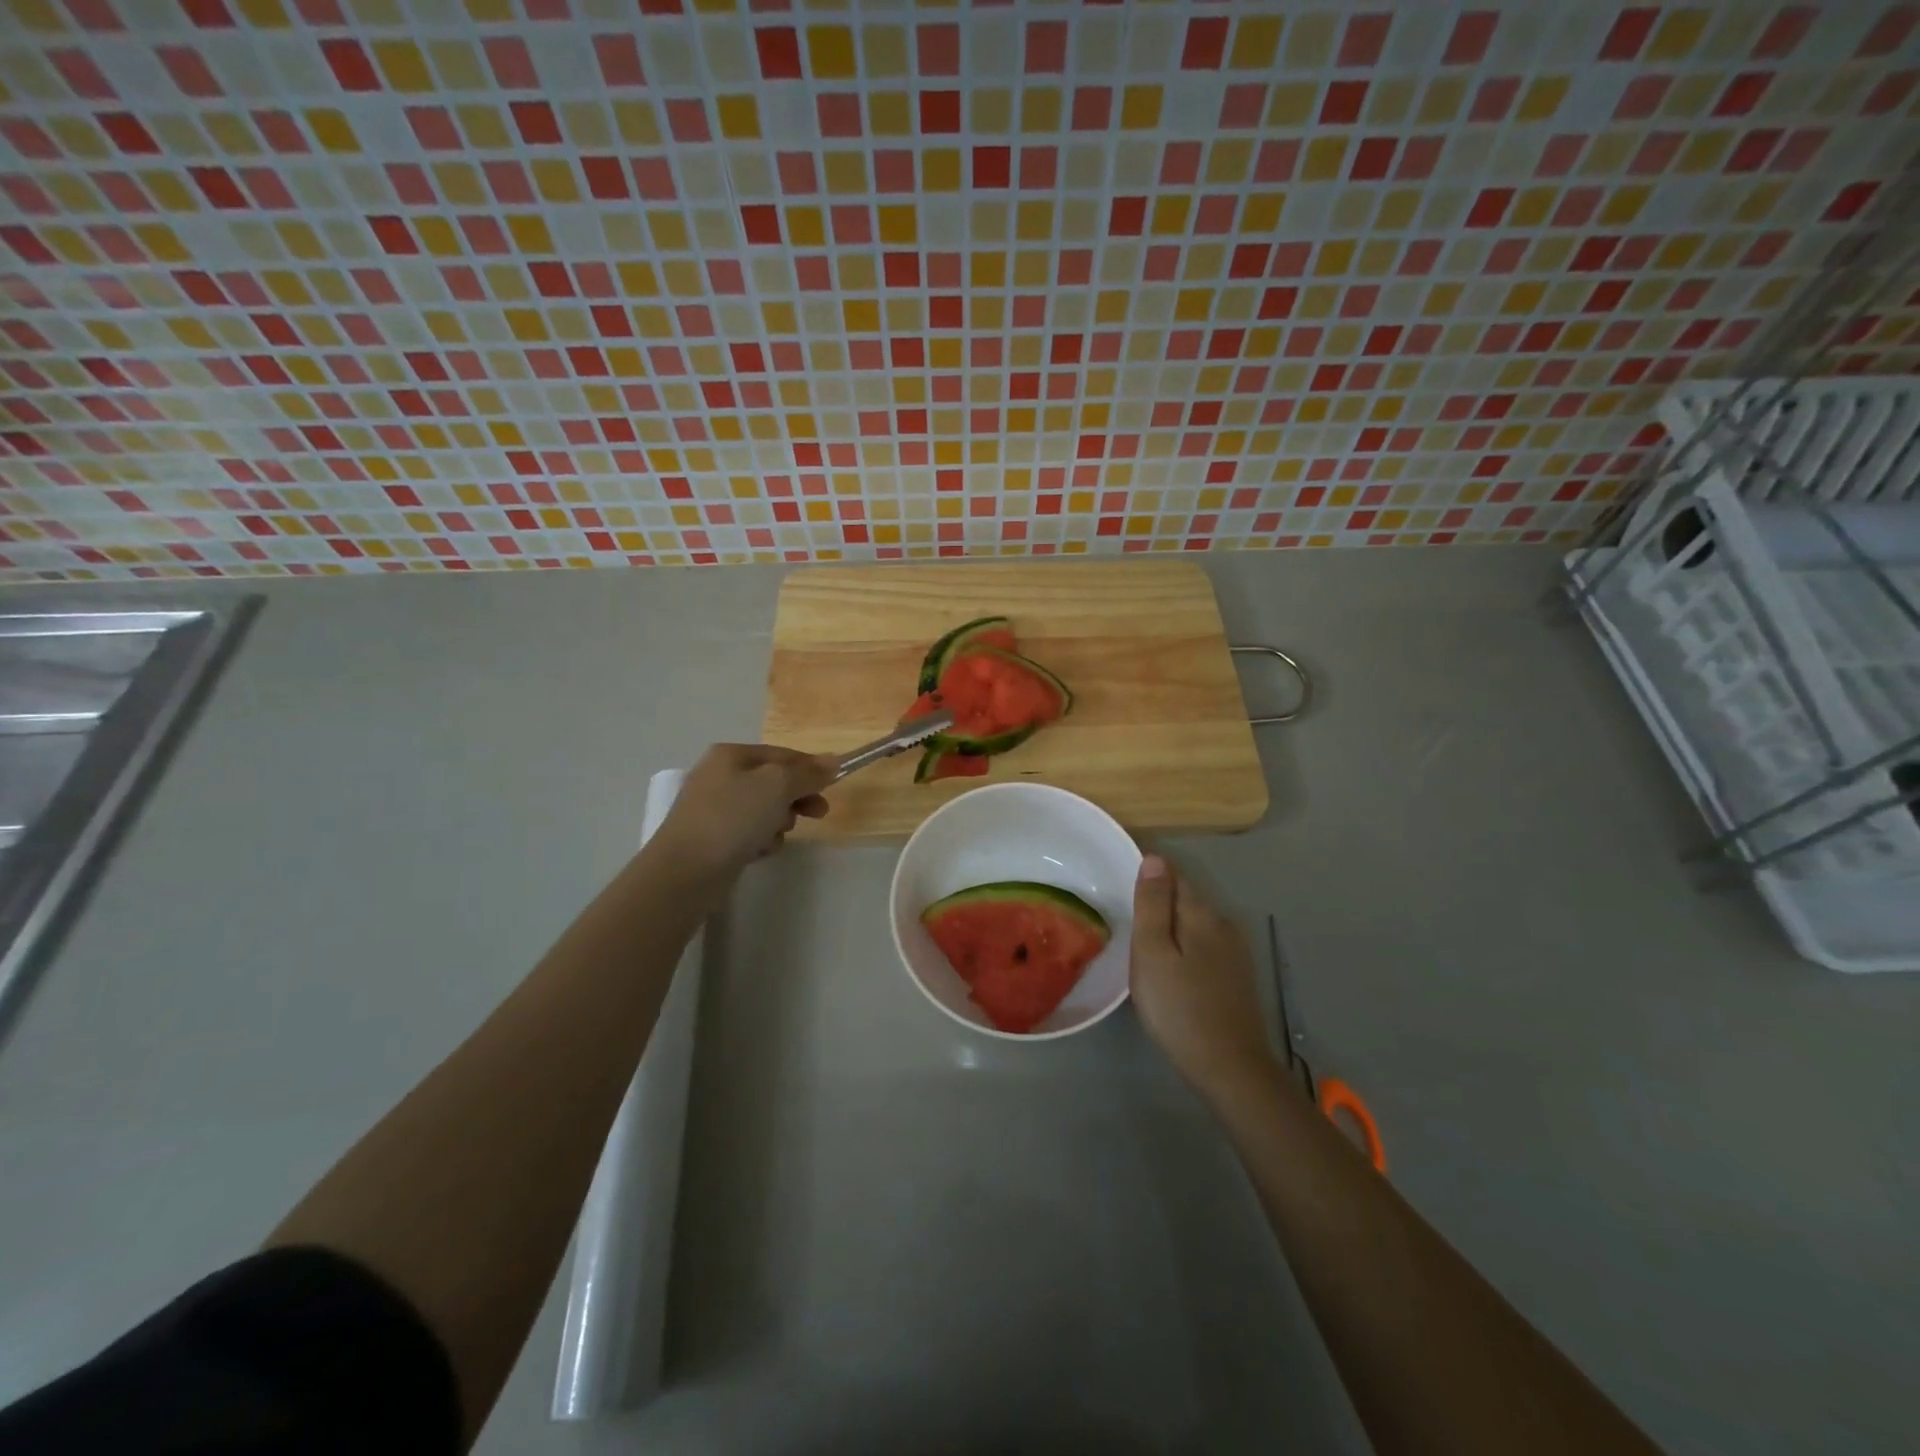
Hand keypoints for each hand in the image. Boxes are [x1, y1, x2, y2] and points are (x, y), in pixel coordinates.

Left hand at [651, 743, 836, 883]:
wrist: (685, 871)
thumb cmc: (732, 818)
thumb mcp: (777, 786)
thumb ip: (808, 773)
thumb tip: (834, 761)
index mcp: (731, 755)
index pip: (782, 754)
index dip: (810, 768)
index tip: (832, 787)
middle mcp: (720, 775)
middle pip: (774, 782)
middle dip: (797, 798)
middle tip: (818, 814)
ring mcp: (714, 808)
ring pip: (764, 809)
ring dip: (779, 822)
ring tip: (776, 836)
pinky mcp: (713, 837)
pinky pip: (749, 832)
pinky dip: (760, 840)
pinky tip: (759, 851)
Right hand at [1130, 854, 1283, 1099]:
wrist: (1230, 1068)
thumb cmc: (1179, 1008)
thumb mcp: (1152, 953)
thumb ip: (1153, 904)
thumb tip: (1154, 858)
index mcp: (1202, 914)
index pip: (1174, 875)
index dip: (1149, 874)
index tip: (1121, 884)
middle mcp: (1224, 924)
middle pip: (1187, 898)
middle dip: (1159, 900)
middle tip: (1126, 917)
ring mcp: (1236, 952)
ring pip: (1196, 924)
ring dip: (1172, 926)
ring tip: (1143, 944)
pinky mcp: (1238, 977)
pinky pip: (1205, 946)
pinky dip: (1185, 947)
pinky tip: (1171, 968)